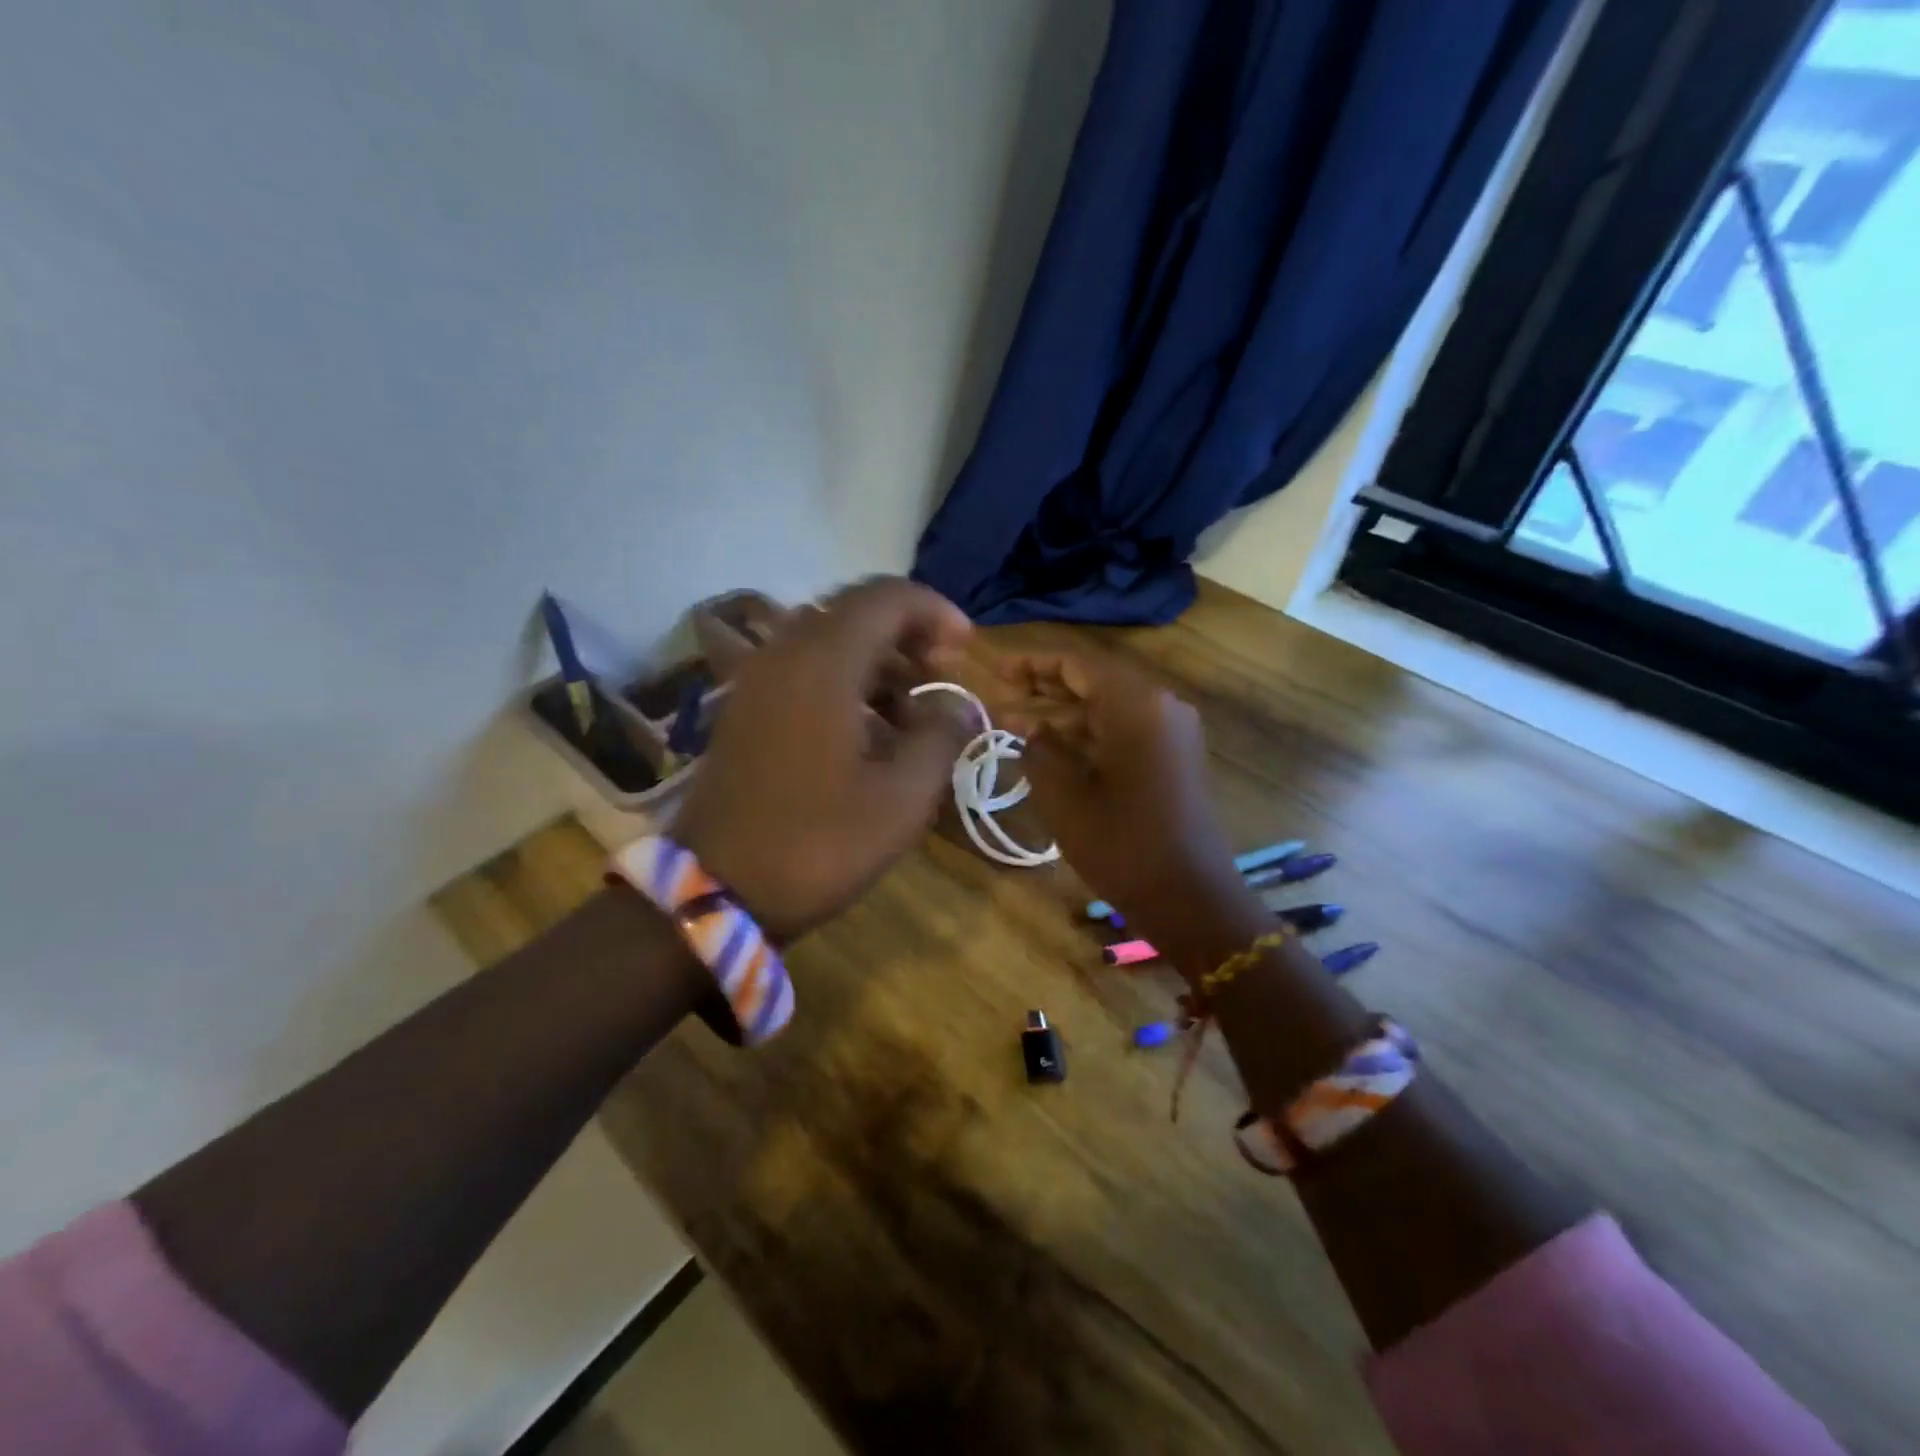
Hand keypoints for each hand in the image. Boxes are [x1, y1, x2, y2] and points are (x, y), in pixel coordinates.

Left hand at [672, 578, 976, 941]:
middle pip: (854, 614)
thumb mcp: (901, 798)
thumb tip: (959, 706)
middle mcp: (782, 655)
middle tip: (942, 673)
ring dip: (877, 663)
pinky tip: (868, 734)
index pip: (885, 598)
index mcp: (822, 663)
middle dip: (907, 635)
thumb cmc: (817, 844)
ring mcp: (755, 683)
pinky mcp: (744, 711)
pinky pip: (803, 672)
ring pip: (827, 643)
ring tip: (911, 715)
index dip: (935, 611)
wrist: (716, 893)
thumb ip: (941, 738)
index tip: (967, 647)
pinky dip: (844, 684)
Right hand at [999, 651, 1265, 964]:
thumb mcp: (1064, 796)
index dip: (1031, 664)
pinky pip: (1125, 732)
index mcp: (1136, 704)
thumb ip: (1038, 749)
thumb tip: (1028, 727)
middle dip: (1045, 689)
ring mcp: (1172, 733)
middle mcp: (1160, 706)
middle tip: (999, 694)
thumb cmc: (1122, 844)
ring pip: (1108, 710)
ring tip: (1015, 725)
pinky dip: (1088, 736)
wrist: (1191, 899)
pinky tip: (1053, 749)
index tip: (995, 669)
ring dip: (1063, 716)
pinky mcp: (1174, 759)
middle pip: (1094, 683)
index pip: (1076, 665)